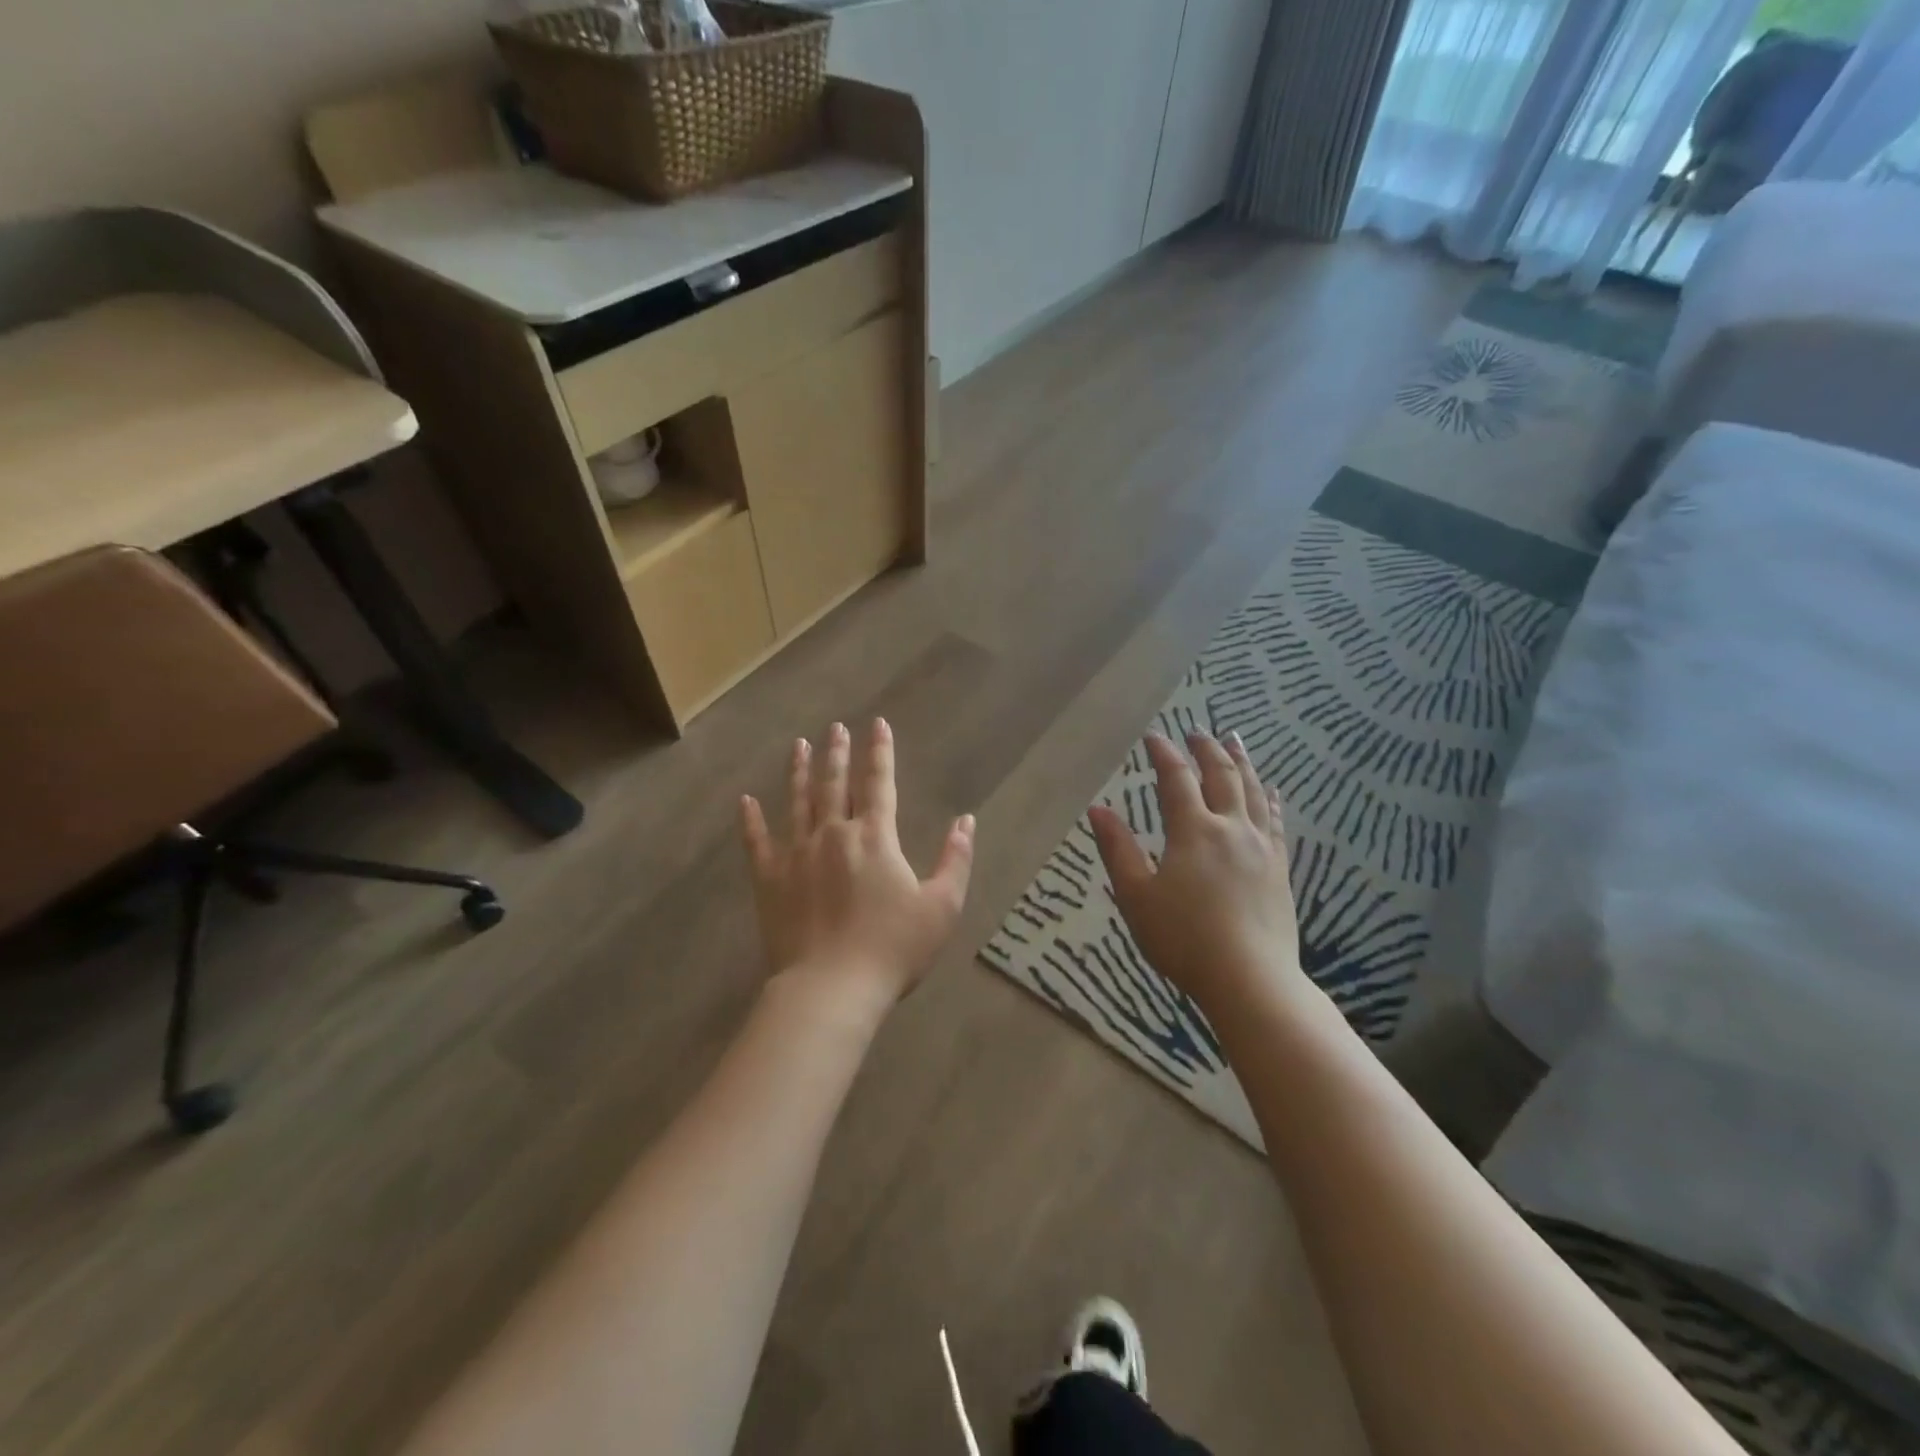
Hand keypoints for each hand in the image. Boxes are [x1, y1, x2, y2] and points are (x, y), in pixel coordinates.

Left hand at [741, 720, 975, 1012]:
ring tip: (799, 745)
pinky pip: (757, 842)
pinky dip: (751, 820)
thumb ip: (956, 859)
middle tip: (835, 727)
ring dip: (799, 772)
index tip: (877, 724)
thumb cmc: (893, 948)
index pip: (879, 782)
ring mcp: (796, 854)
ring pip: (797, 802)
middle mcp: (833, 834)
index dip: (880, 751)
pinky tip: (746, 800)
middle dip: (837, 753)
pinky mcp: (769, 880)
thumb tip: (966, 821)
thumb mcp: (942, 906)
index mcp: (875, 837)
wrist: (831, 988)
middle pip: (834, 784)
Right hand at [1088, 732, 1306, 1019]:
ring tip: (1235, 741)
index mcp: (1193, 831)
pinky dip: (1271, 799)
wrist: (1251, 980)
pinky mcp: (1280, 868)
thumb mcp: (1136, 896)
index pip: (1176, 779)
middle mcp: (1231, 828)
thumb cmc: (1184, 939)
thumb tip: (1098, 808)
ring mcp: (1261, 847)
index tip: (1153, 736)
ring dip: (1242, 762)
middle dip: (1207, 749)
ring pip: (1254, 791)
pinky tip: (1273, 791)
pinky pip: (1277, 821)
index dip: (1163, 754)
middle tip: (1197, 730)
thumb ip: (1117, 849)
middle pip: (1222, 775)